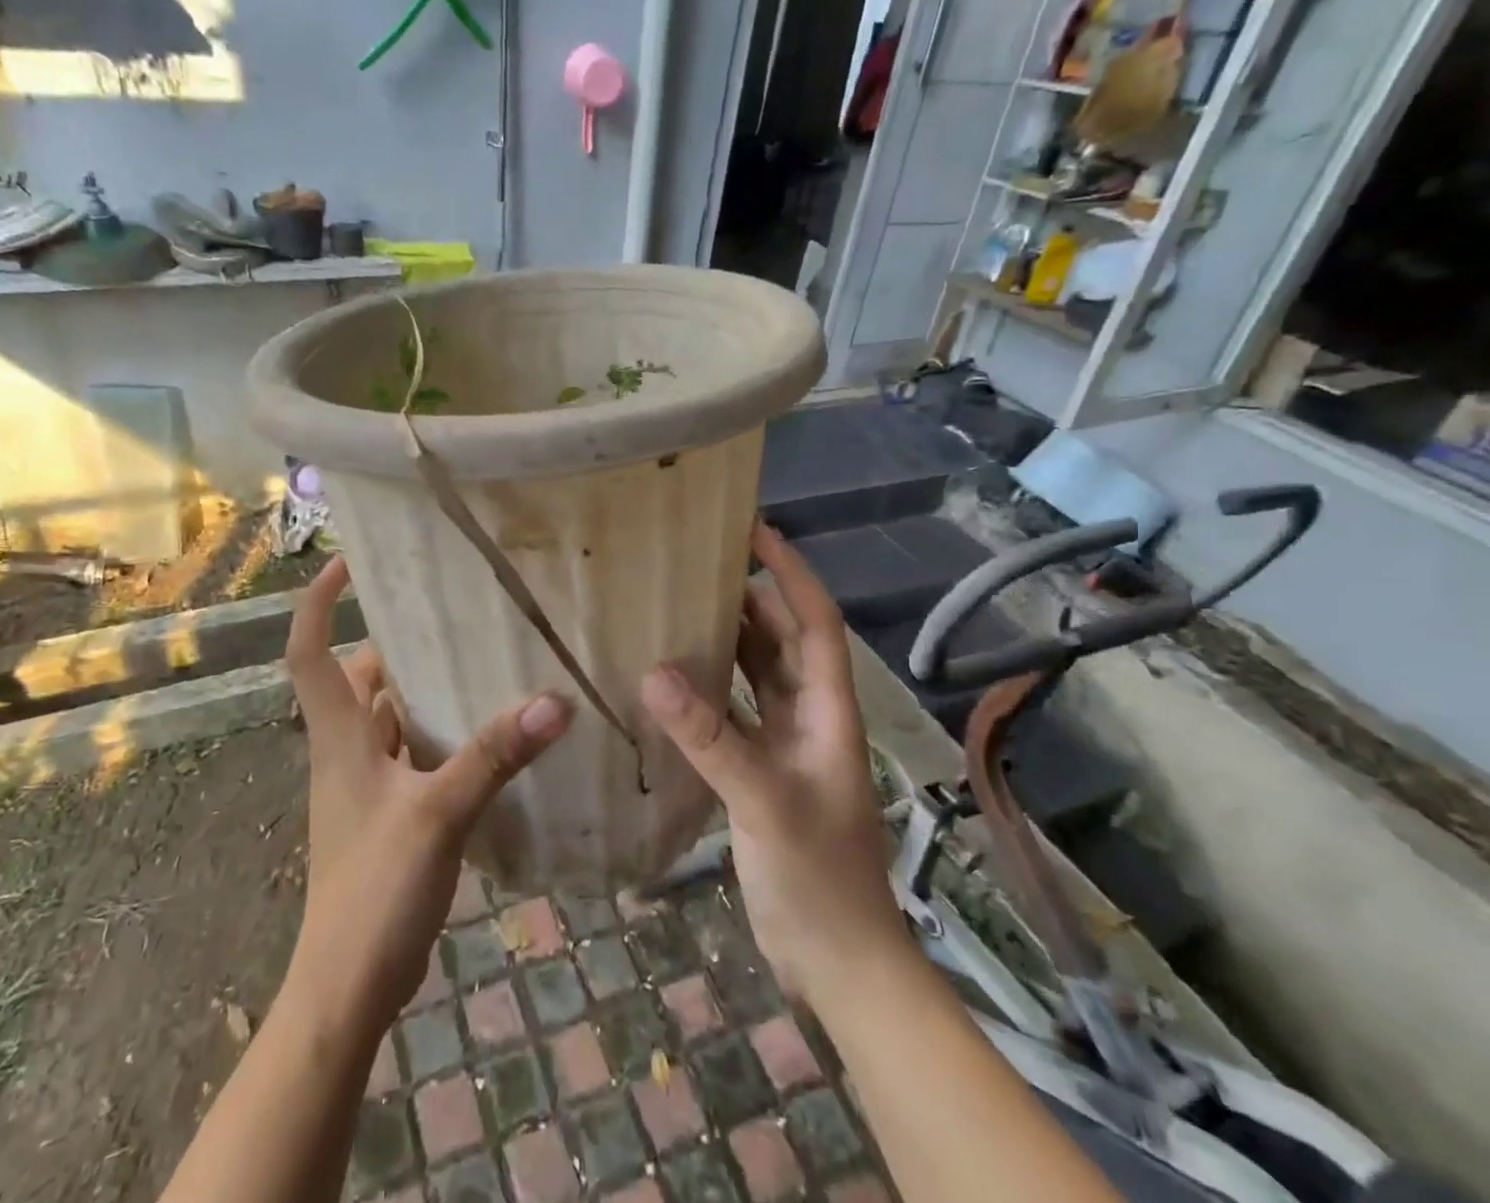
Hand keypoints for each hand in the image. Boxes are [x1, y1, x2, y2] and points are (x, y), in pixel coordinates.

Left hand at [283, 556, 572, 1025]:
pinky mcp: (389, 813)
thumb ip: (492, 757)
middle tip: (447, 610)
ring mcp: (366, 784)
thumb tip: (552, 703)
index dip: (318, 602)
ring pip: (390, 716)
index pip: (310, 651)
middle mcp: (347, 750)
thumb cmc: (374, 890)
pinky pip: (412, 753)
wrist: (347, 986)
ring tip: (477, 658)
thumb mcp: (437, 814)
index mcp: (340, 737)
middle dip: (394, 641)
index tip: (348, 562)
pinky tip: (484, 734)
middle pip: (360, 677)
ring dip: (421, 688)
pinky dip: (439, 734)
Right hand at [640, 522, 905, 1002]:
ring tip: (677, 607)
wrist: (837, 960)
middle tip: (697, 565)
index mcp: (826, 710)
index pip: (814, 623)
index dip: (791, 574)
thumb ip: (710, 738)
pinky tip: (670, 682)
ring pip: (755, 675)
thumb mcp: (764, 801)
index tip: (756, 532)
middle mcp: (808, 717)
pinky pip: (732, 712)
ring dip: (725, 641)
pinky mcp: (760, 772)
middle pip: (780, 641)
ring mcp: (784, 745)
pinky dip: (707, 690)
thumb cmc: (818, 876)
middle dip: (749, 598)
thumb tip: (654, 672)